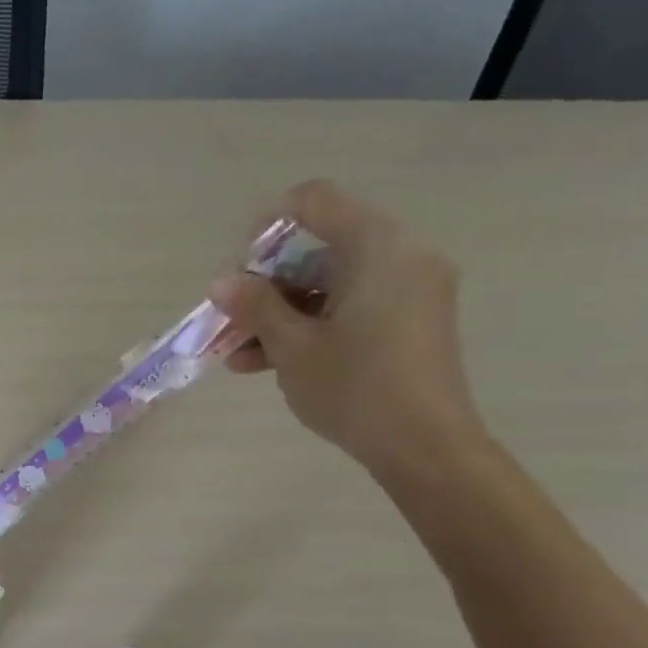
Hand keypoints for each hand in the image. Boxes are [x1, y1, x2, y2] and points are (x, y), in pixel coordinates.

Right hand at [211, 180, 486, 478]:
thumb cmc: (355, 387)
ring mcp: (409, 289)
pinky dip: (310, 325)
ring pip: (329, 283)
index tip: (241, 270)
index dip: (267, 226)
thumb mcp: (292, 346)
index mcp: (377, 247)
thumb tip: (222, 283)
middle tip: (232, 321)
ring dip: (280, 312)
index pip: (314, 201)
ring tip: (238, 355)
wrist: (425, 446)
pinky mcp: (410, 320)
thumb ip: (255, 306)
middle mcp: (400, 255)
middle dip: (266, 284)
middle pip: (318, 247)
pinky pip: (351, 306)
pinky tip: (266, 362)